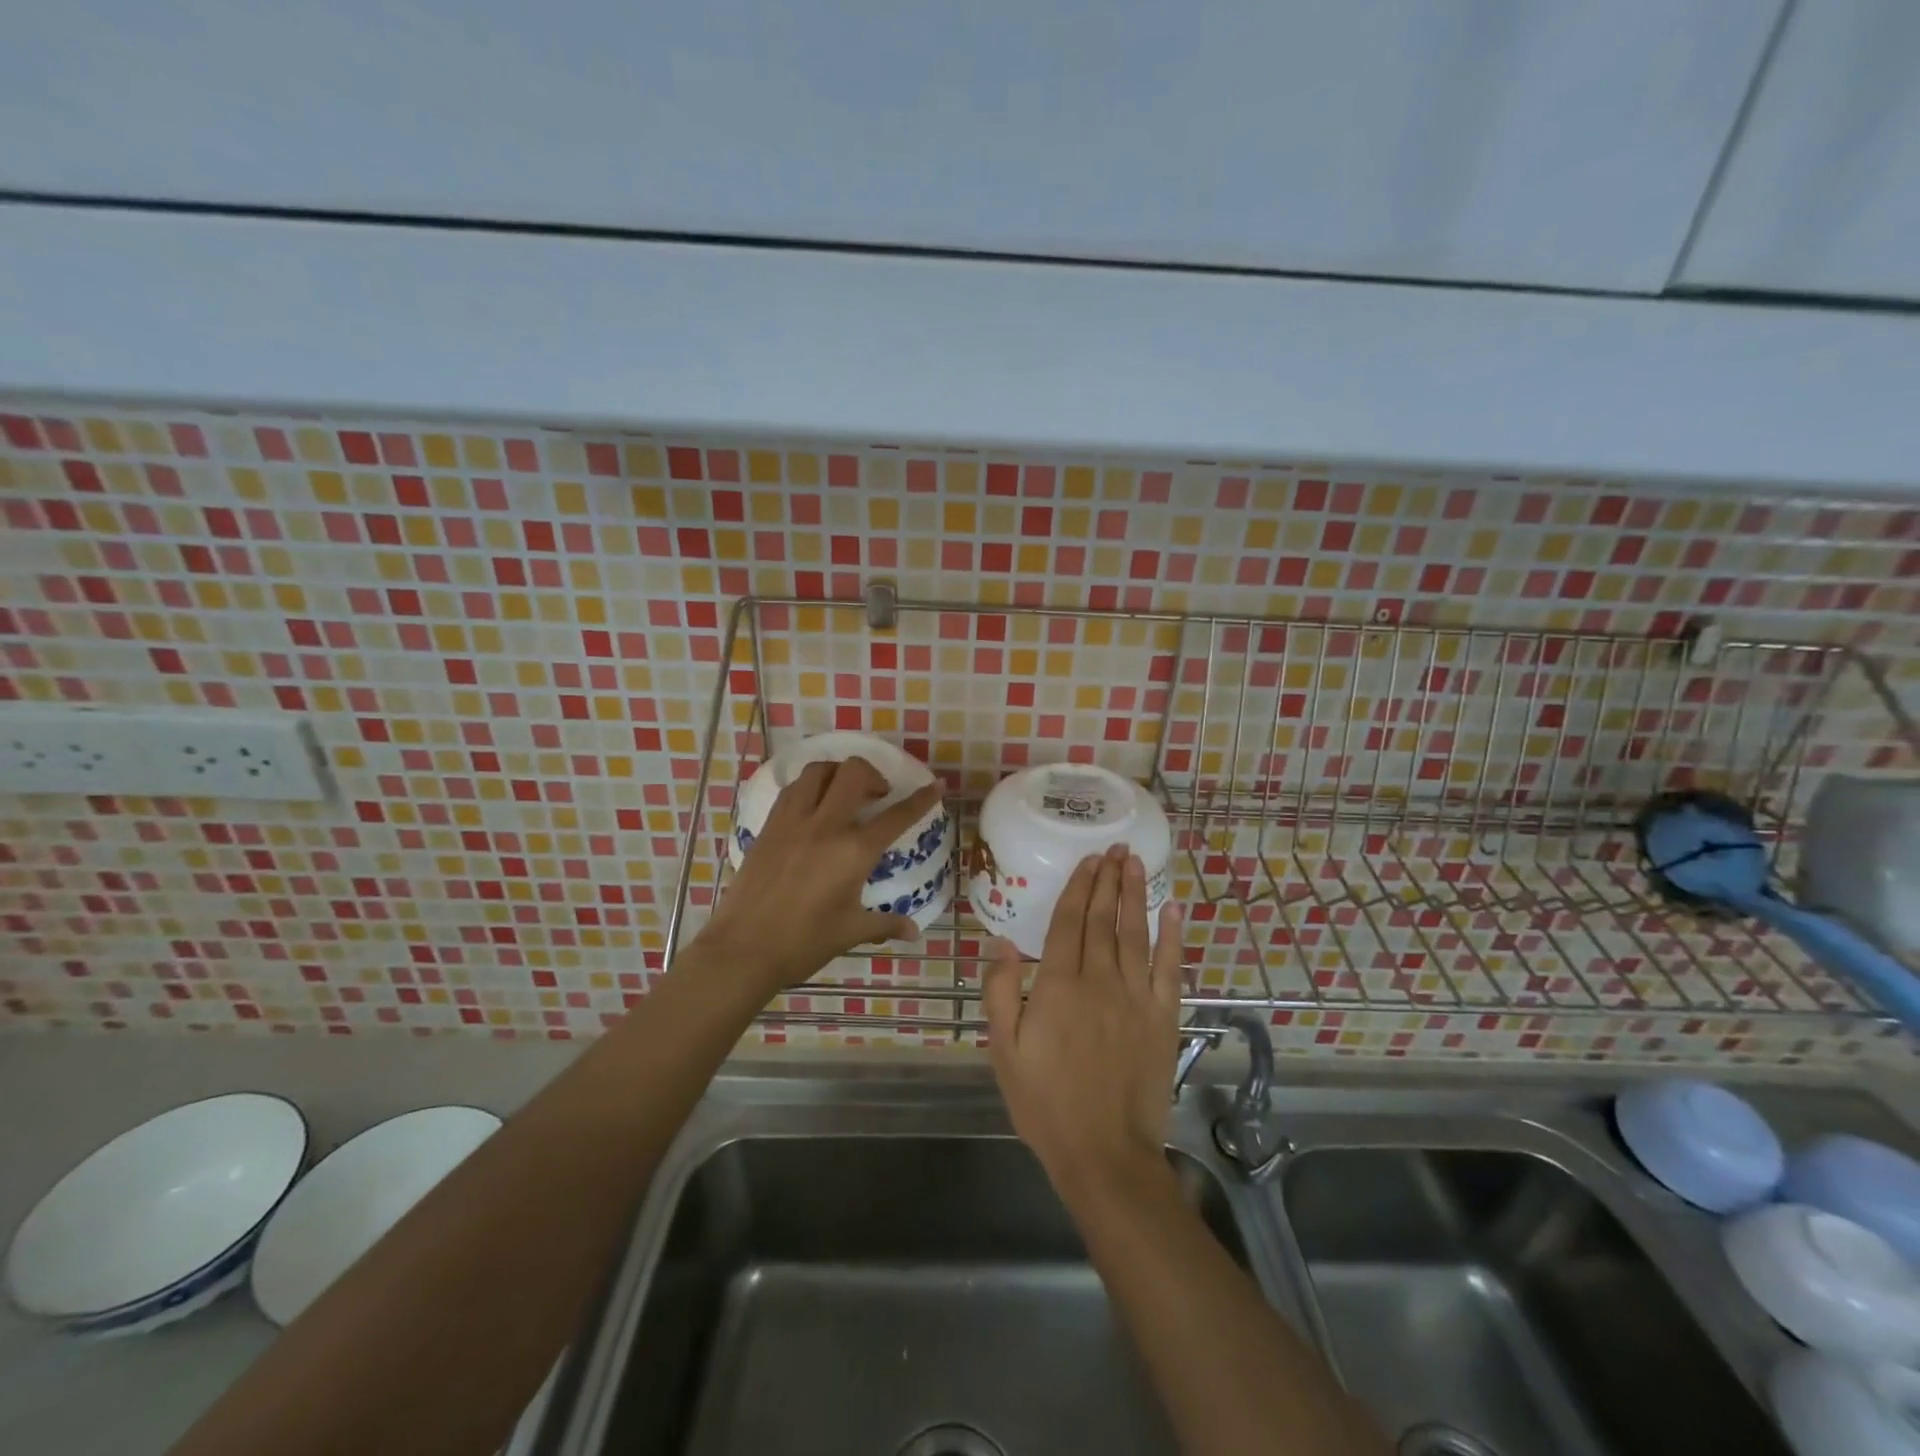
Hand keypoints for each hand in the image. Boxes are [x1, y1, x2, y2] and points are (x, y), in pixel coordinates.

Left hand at [695, 757, 942, 994]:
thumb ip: (885, 924)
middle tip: (878, 795)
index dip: (921, 798)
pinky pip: (793, 789)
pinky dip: (810, 786)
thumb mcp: (850, 932)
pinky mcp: (769, 826)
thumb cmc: (803, 943)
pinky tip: (813, 806)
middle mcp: (826, 825)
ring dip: (838, 773)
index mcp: (854, 851)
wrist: (742, 950)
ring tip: (844, 792)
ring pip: (819, 771)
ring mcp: (793, 821)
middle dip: (873, 774)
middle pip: (854, 773)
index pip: (897, 816)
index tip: (935, 784)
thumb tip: (913, 931)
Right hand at [983, 844, 1184, 1203]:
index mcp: (1058, 986)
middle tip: (1115, 847)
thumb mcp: (1004, 1050)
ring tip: (1135, 863)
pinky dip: (1172, 936)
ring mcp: (1136, 997)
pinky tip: (1173, 910)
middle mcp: (1099, 980)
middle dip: (1108, 880)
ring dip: (1135, 895)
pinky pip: (1169, 967)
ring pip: (1135, 933)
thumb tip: (1001, 942)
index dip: (1079, 888)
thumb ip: (1000, 992)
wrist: (1104, 1153)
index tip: (1088, 860)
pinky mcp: (1163, 1017)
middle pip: (1104, 919)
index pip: (1069, 923)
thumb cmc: (1045, 1103)